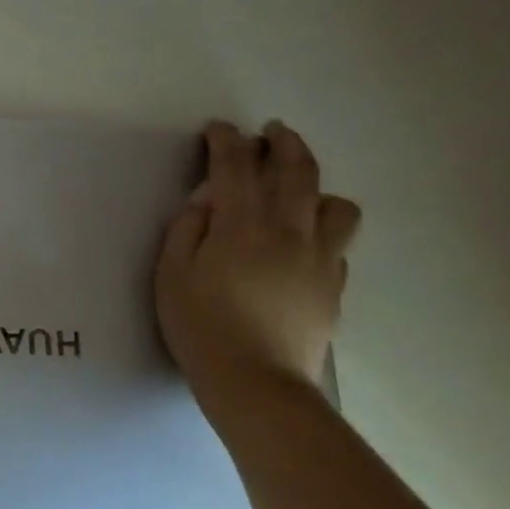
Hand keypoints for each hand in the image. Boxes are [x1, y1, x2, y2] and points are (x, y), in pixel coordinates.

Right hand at [156, 120, 360, 397]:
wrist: (255, 380)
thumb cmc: (199, 324)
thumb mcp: (171, 273)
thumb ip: (187, 229)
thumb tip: (206, 201)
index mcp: (243, 226)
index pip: (237, 167)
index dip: (226, 142)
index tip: (217, 129)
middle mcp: (291, 232)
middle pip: (298, 173)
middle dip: (284, 144)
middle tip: (271, 132)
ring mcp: (321, 259)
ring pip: (336, 206)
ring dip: (316, 188)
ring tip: (296, 193)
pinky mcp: (334, 286)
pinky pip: (338, 244)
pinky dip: (321, 229)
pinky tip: (300, 243)